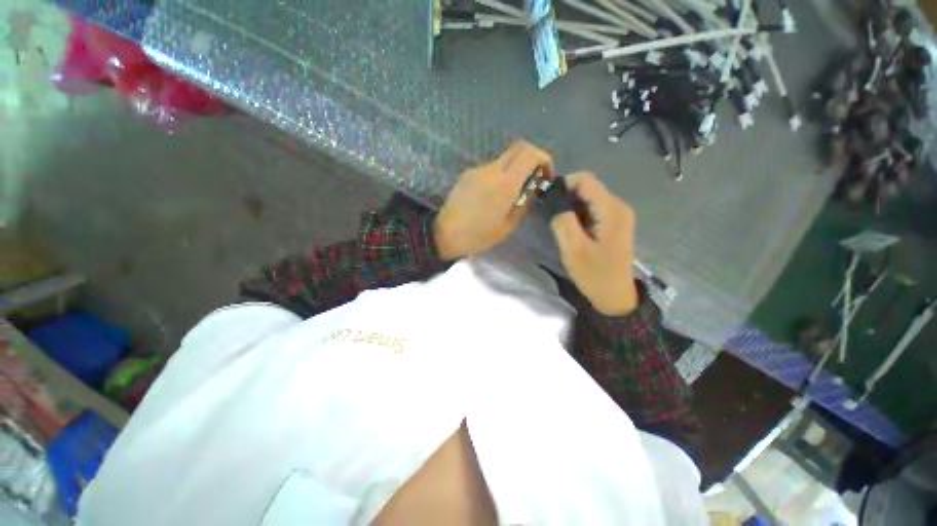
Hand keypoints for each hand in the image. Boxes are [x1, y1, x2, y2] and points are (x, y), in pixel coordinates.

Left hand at [434, 140, 553, 259]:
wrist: (444, 234)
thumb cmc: (478, 235)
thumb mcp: (508, 225)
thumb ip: (524, 202)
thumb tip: (533, 187)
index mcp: (504, 183)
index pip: (530, 153)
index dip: (544, 159)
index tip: (546, 176)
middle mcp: (491, 169)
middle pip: (518, 147)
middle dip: (532, 159)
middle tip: (534, 180)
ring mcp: (477, 169)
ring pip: (504, 158)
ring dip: (515, 168)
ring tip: (514, 192)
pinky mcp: (468, 174)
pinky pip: (491, 168)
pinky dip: (501, 174)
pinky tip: (496, 194)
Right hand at [550, 173, 638, 315]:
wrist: (615, 296)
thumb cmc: (594, 274)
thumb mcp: (573, 250)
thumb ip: (563, 222)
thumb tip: (557, 204)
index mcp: (611, 210)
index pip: (585, 180)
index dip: (564, 185)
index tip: (548, 201)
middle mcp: (618, 206)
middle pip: (588, 187)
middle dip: (566, 197)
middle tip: (552, 217)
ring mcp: (618, 214)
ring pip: (589, 198)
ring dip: (571, 207)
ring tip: (561, 225)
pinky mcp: (614, 223)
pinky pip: (593, 208)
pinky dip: (579, 214)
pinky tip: (573, 230)